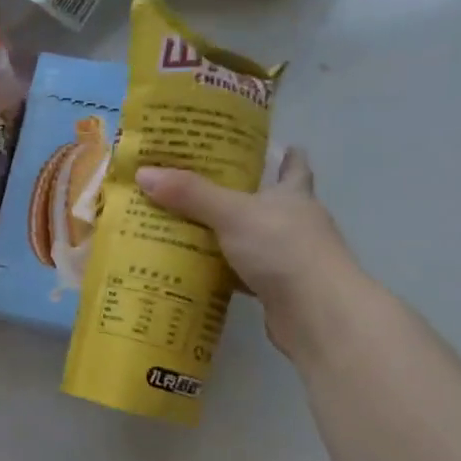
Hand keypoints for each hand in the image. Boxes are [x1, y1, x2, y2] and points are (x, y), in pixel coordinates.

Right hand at [135, 150, 365, 363]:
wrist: (317, 314)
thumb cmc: (283, 249)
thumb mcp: (232, 214)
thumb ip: (190, 195)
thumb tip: (144, 173)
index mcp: (293, 195)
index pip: (293, 166)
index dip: (283, 155)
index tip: (264, 147)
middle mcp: (295, 222)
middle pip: (268, 202)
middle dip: (240, 194)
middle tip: (199, 184)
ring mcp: (288, 258)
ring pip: (252, 239)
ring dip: (227, 235)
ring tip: (187, 225)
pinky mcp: (277, 289)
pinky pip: (242, 273)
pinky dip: (222, 271)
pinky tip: (196, 269)